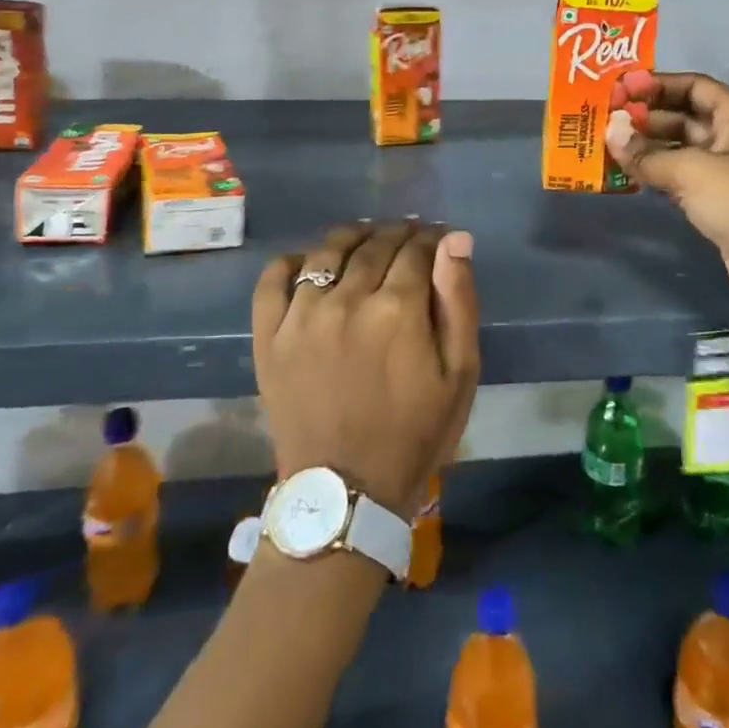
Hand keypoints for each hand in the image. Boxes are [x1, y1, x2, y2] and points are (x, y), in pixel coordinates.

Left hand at [252, 221, 479, 517]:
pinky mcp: (270, 336)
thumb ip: (458, 301)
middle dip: (398, 233)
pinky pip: (273, 279)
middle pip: (375, 243)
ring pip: (328, 251)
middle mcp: (347, 299)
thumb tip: (455, 239)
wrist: (345, 494)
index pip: (417, 248)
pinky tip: (309, 264)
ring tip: (366, 241)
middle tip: (409, 237)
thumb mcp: (459, 374)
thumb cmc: (414, 433)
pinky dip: (291, 262)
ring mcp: (302, 315)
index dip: (432, 238)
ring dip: (353, 237)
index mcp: (397, 309)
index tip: (438, 240)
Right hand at [606, 69, 728, 317]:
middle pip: (684, 116)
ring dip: (647, 145)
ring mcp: (724, 171)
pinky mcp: (716, 200)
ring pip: (679, 148)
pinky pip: (679, 176)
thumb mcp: (691, 170)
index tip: (623, 89)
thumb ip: (646, 153)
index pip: (695, 86)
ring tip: (609, 144)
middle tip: (607, 118)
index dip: (659, 84)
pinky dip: (655, 172)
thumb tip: (609, 132)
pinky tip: (627, 172)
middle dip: (647, 116)